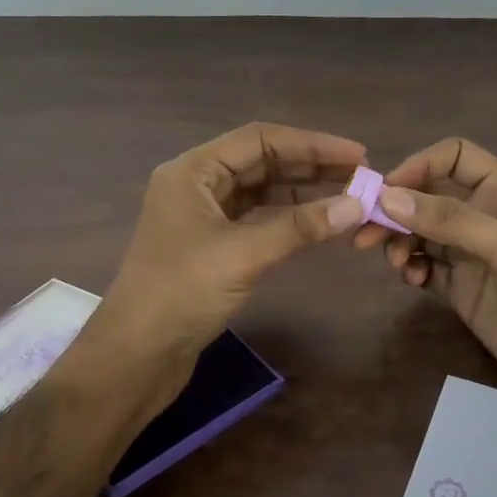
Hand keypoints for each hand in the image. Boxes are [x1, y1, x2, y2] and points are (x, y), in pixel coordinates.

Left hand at [93, 123, 368, 384]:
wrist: (135, 357)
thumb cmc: (181, 294)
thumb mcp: (243, 255)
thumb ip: (300, 227)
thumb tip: (357, 205)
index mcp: (193, 171)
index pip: (260, 140)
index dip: (312, 144)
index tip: (357, 154)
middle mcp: (197, 185)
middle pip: (262, 161)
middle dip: (311, 165)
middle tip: (360, 174)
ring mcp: (204, 216)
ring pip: (261, 191)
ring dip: (303, 191)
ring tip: (348, 195)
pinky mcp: (212, 246)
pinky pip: (257, 218)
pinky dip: (288, 218)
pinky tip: (318, 223)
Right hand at [353, 138, 496, 416]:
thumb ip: (451, 221)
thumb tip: (388, 197)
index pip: (455, 157)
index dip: (419, 166)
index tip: (386, 192)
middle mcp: (485, 216)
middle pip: (429, 195)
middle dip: (397, 210)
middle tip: (365, 235)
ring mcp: (471, 253)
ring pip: (421, 232)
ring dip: (400, 241)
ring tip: (398, 265)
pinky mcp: (461, 288)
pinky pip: (424, 266)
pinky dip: (411, 268)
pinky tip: (412, 280)